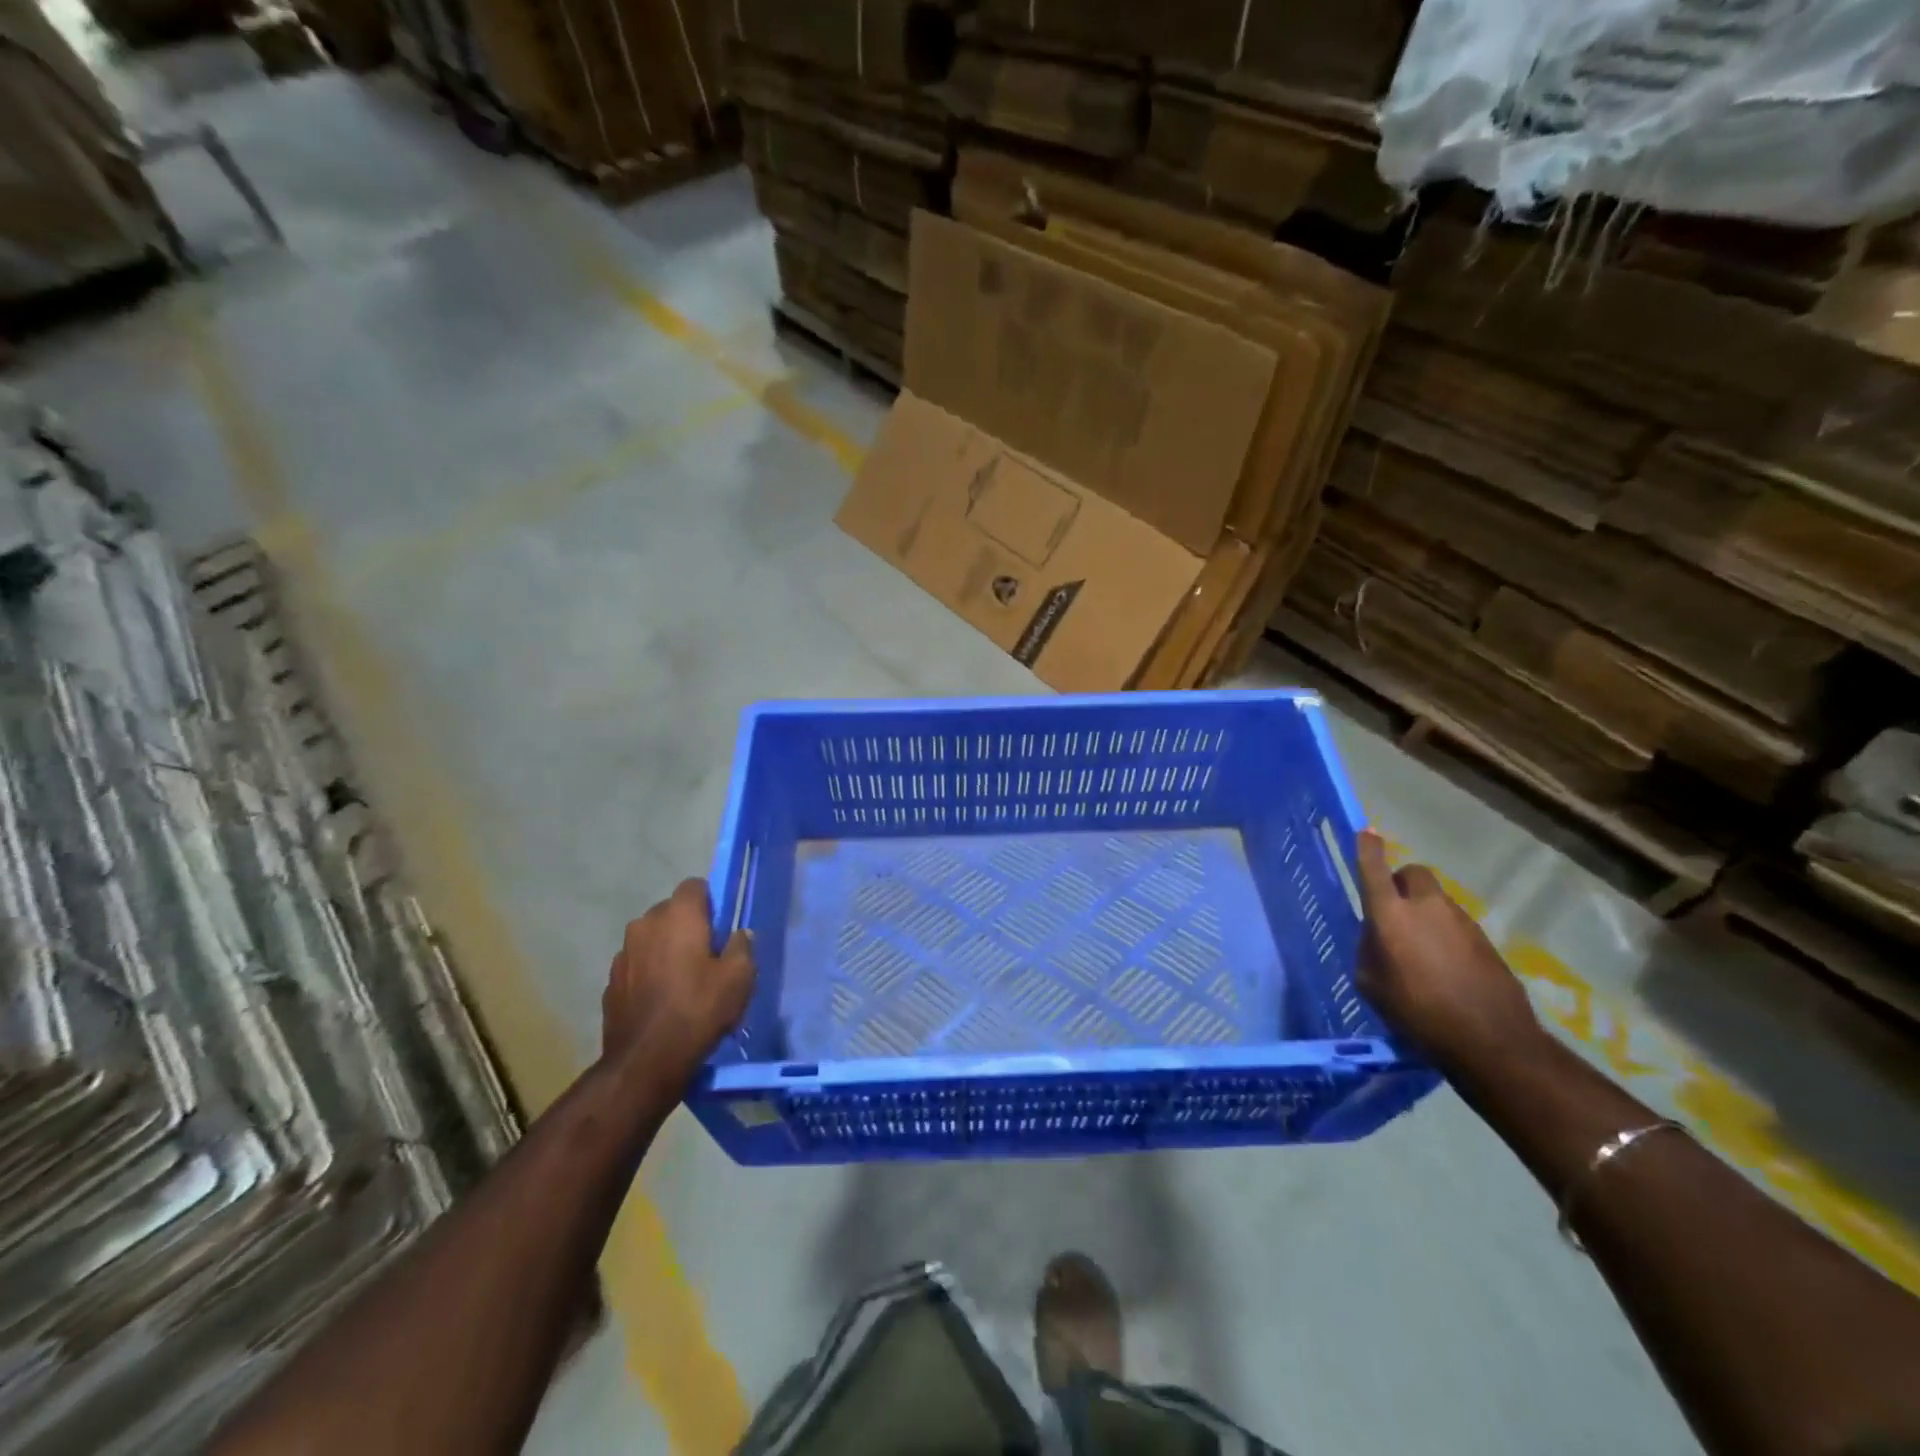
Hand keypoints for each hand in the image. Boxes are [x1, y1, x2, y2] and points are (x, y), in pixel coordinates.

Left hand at [602, 879, 755, 1084]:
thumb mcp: (739, 978)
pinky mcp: (611, 980)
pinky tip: (662, 1000)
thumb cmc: (698, 1010)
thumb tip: (738, 934)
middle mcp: (645, 924)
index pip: (695, 886)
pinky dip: (649, 973)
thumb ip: (742, 946)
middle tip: (707, 956)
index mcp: (678, 915)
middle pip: (671, 912)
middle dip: (688, 926)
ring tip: (683, 981)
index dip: (711, 903)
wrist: (646, 1061)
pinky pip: (637, 964)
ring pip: (652, 938)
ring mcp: (623, 952)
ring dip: (666, 949)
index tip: (721, 928)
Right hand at [1353, 830, 1542, 1075]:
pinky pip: (1455, 924)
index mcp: (1391, 915)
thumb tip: (1377, 935)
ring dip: (1424, 912)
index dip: (1367, 848)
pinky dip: (1444, 934)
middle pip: (1412, 874)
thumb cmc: (1417, 1013)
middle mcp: (1426, 908)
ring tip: (1419, 949)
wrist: (1491, 1041)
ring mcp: (1461, 921)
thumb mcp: (1372, 984)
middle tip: (1393, 908)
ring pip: (1435, 900)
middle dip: (1400, 882)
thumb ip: (1370, 949)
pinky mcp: (1485, 940)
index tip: (1366, 832)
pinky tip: (1444, 967)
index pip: (1374, 869)